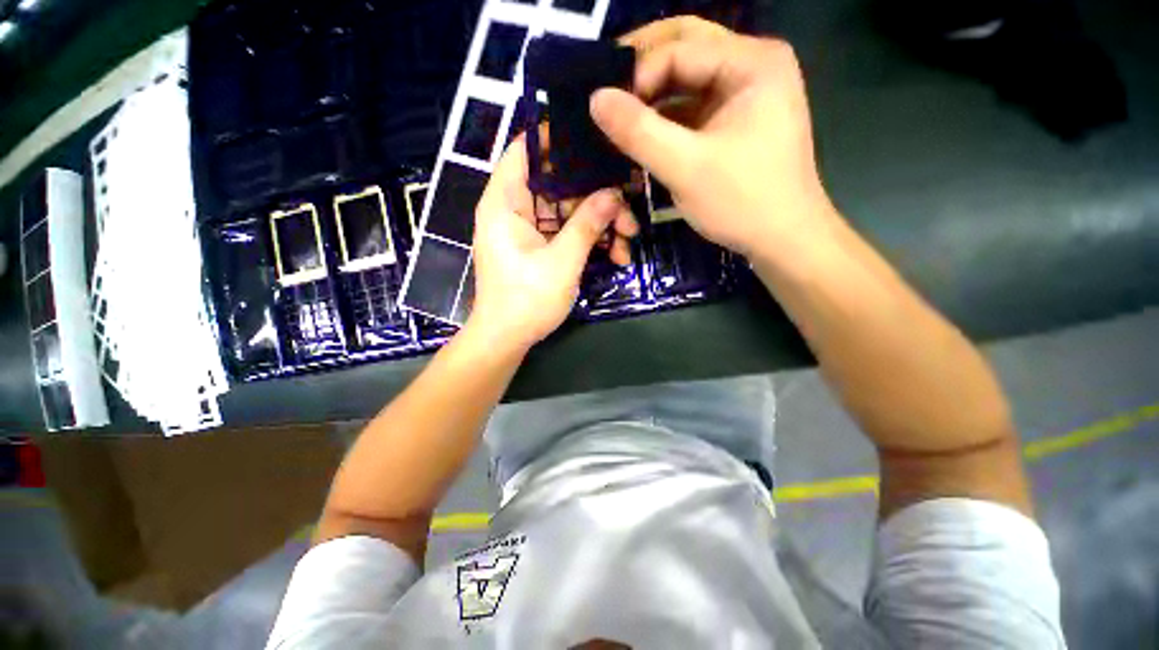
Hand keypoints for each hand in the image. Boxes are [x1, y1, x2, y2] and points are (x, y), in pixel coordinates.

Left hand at [467, 136, 631, 349]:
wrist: (507, 340)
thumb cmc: (526, 301)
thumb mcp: (562, 262)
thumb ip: (587, 225)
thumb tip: (614, 193)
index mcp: (506, 203)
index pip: (525, 151)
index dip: (556, 138)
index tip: (595, 139)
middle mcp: (514, 209)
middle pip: (558, 184)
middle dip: (595, 196)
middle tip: (627, 211)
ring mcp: (529, 230)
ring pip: (568, 211)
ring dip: (599, 223)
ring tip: (628, 240)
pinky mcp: (540, 247)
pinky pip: (566, 232)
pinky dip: (589, 240)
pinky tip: (615, 255)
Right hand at [590, 17, 838, 260]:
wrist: (783, 239)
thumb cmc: (742, 202)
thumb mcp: (686, 167)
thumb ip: (639, 132)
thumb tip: (595, 99)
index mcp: (752, 62)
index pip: (680, 47)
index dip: (637, 75)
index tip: (604, 110)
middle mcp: (752, 65)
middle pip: (685, 49)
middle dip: (642, 70)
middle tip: (604, 94)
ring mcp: (745, 93)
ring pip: (686, 80)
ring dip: (651, 97)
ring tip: (617, 118)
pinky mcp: (735, 120)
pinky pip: (692, 107)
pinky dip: (665, 119)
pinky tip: (642, 134)